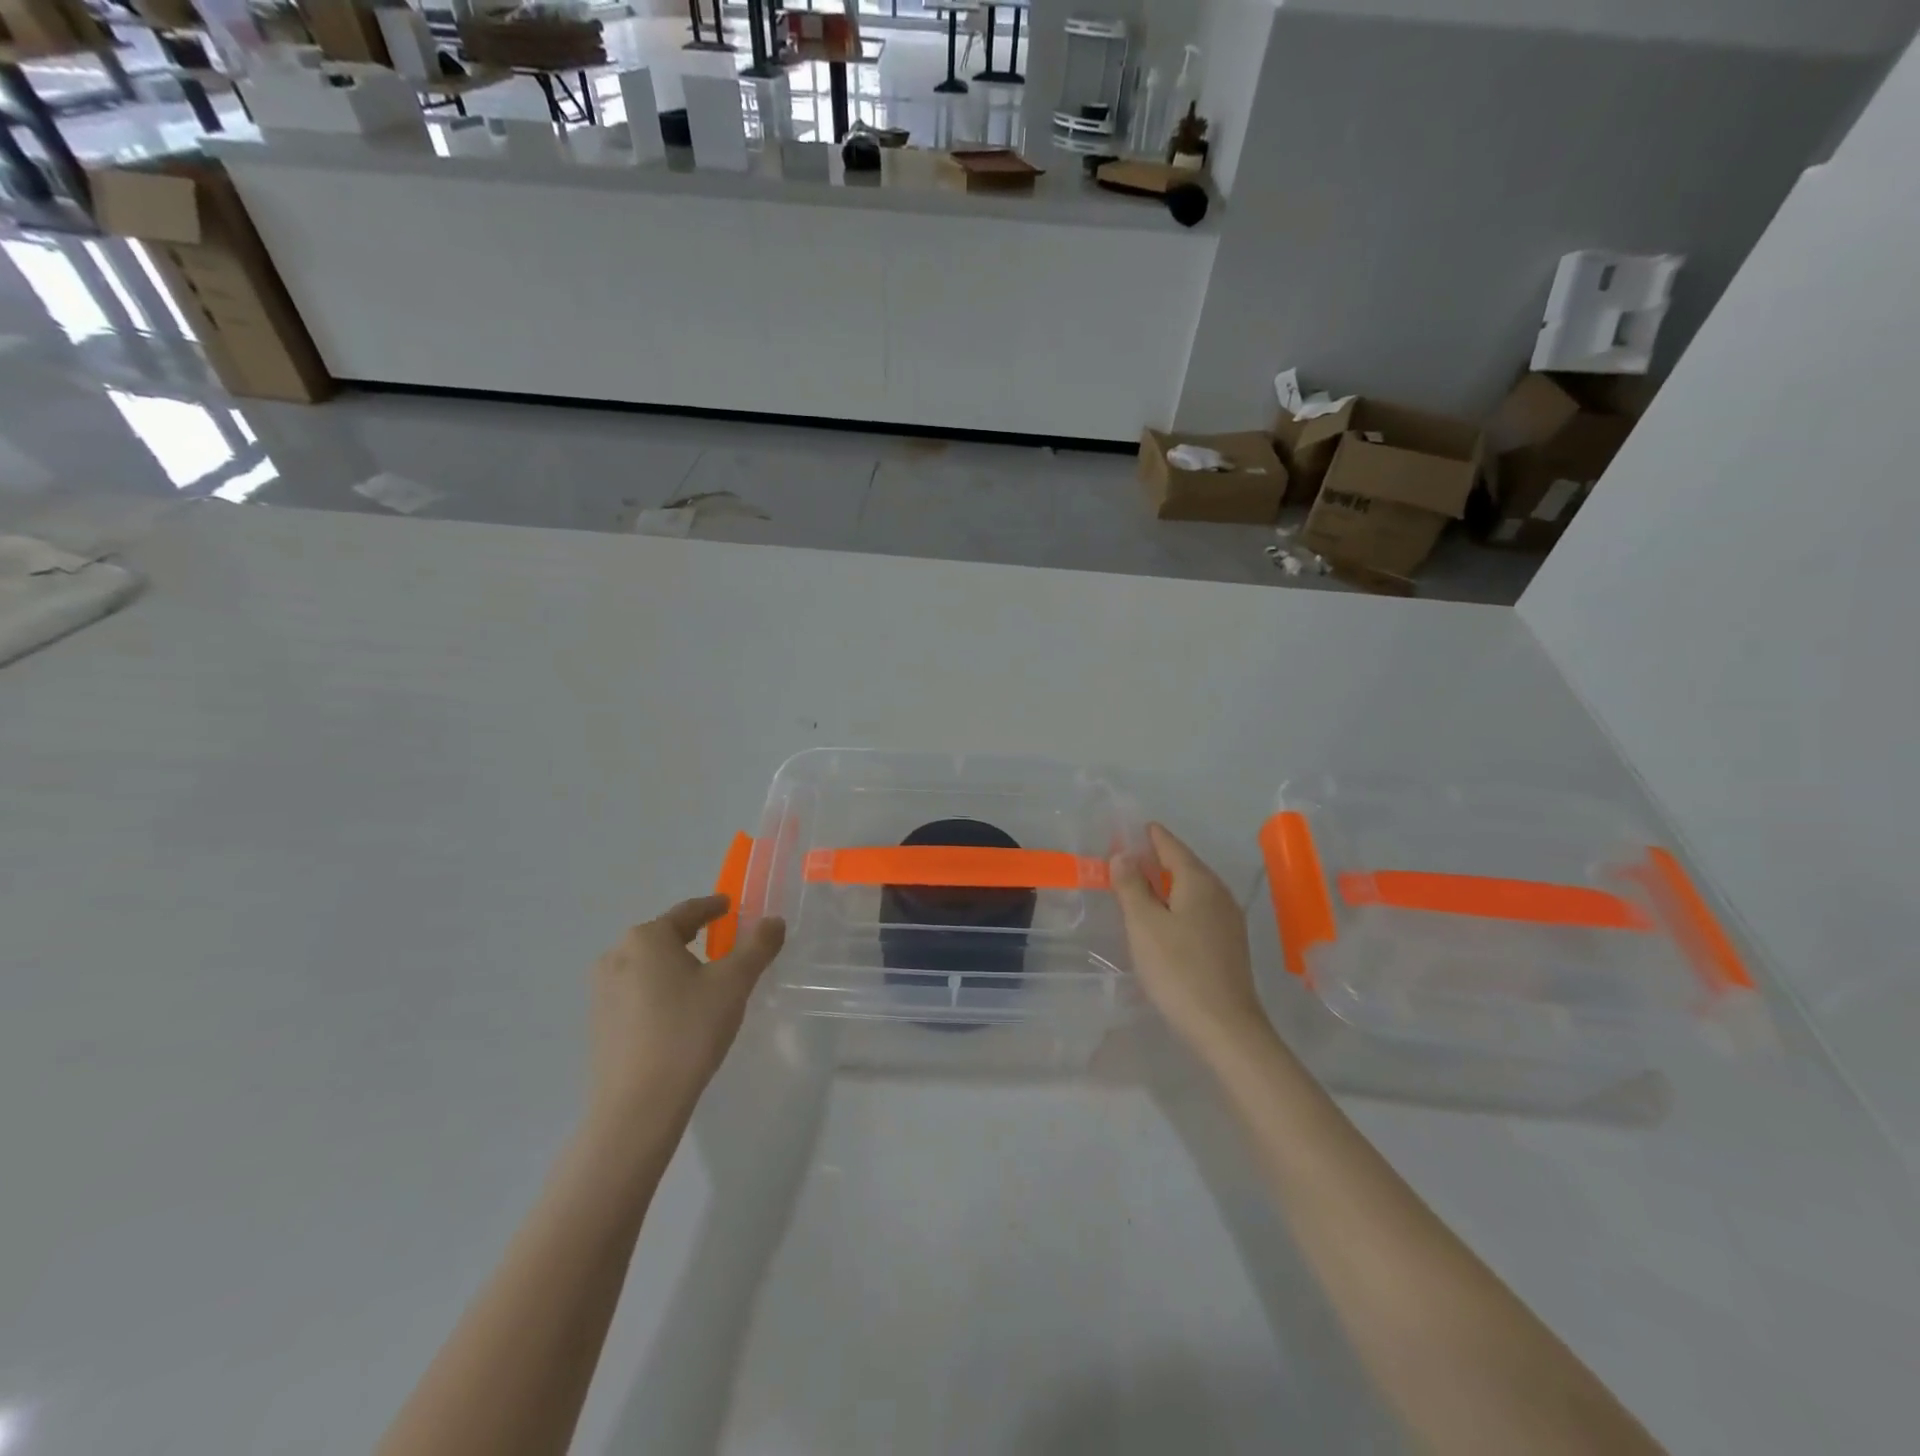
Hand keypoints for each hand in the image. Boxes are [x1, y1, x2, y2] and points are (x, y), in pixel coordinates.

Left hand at [587, 896, 785, 1121]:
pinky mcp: (599, 1023)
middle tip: (722, 943)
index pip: (687, 911)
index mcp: (647, 938)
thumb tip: (773, 921)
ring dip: (675, 966)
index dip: (712, 907)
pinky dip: (659, 992)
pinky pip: (636, 993)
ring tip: (702, 980)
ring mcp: (602, 992)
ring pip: (649, 966)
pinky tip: (677, 1013)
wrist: (638, 1106)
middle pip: (664, 937)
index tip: (729, 906)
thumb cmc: (688, 1031)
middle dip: (693, 937)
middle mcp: (617, 956)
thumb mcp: (733, 983)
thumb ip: (758, 946)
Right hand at [1111, 823, 1270, 1059]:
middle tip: (1127, 855)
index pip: (1172, 846)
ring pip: (1193, 889)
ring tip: (1139, 884)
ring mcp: (1228, 920)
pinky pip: (1199, 909)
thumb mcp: (1143, 924)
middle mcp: (1219, 894)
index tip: (1131, 827)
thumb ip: (1131, 886)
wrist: (1225, 1027)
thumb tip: (1123, 855)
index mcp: (1199, 882)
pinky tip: (1164, 918)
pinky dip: (1178, 903)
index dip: (1151, 836)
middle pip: (1185, 865)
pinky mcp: (1228, 944)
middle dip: (1157, 858)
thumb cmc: (1178, 970)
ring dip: (1166, 882)